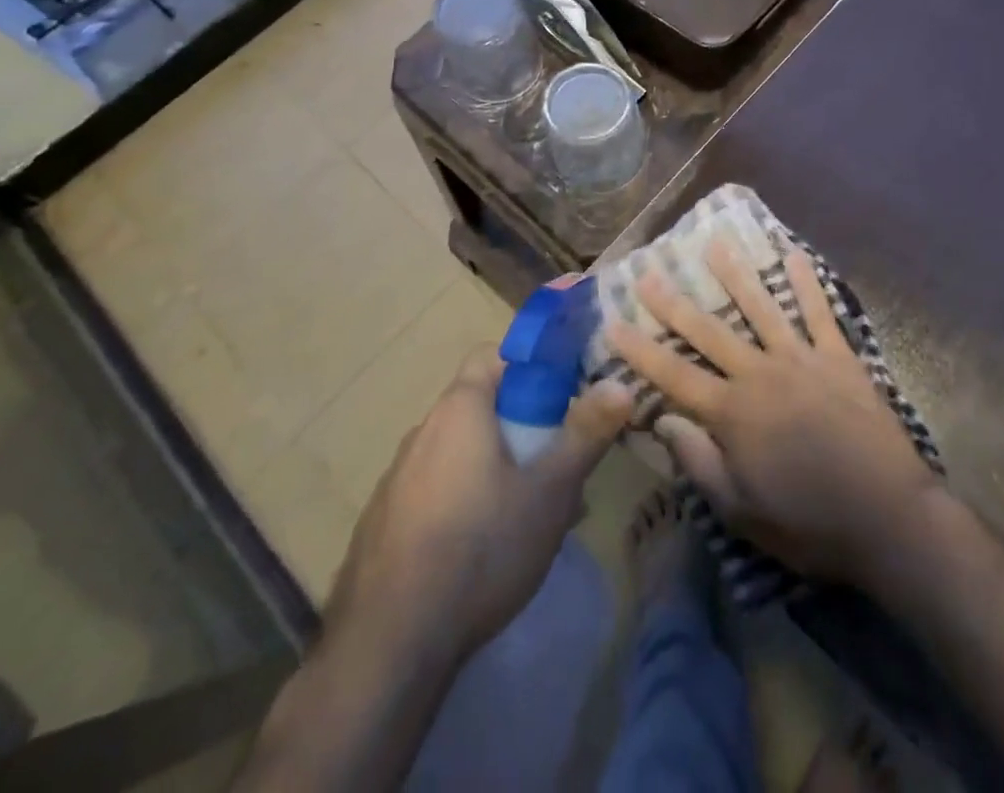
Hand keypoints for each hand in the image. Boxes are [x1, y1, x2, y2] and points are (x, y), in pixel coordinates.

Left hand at [324, 330, 632, 668]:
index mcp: (459, 409)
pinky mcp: (383, 523)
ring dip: (495, 468)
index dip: (531, 368)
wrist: (389, 645)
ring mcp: (396, 479)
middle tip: (555, 467)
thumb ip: (586, 432)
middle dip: (522, 427)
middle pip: (480, 407)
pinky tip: (482, 552)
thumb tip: (620, 383)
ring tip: (528, 516)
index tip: (561, 400)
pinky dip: (463, 502)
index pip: (494, 356)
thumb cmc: (482, 549)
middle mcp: (422, 432)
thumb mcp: (550, 491)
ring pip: (459, 453)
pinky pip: (435, 492)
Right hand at [605, 240, 943, 587]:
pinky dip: (808, 283)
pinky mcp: (839, 358)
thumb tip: (664, 420)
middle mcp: (760, 374)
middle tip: (648, 271)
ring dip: (736, 274)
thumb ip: (699, 462)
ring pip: (761, 308)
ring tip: (715, 242)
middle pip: (709, 331)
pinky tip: (796, 255)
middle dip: (674, 302)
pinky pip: (820, 313)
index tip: (612, 322)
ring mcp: (802, 360)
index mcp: (733, 413)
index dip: (639, 350)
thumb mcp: (742, 510)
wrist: (890, 518)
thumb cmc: (810, 523)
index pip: (673, 375)